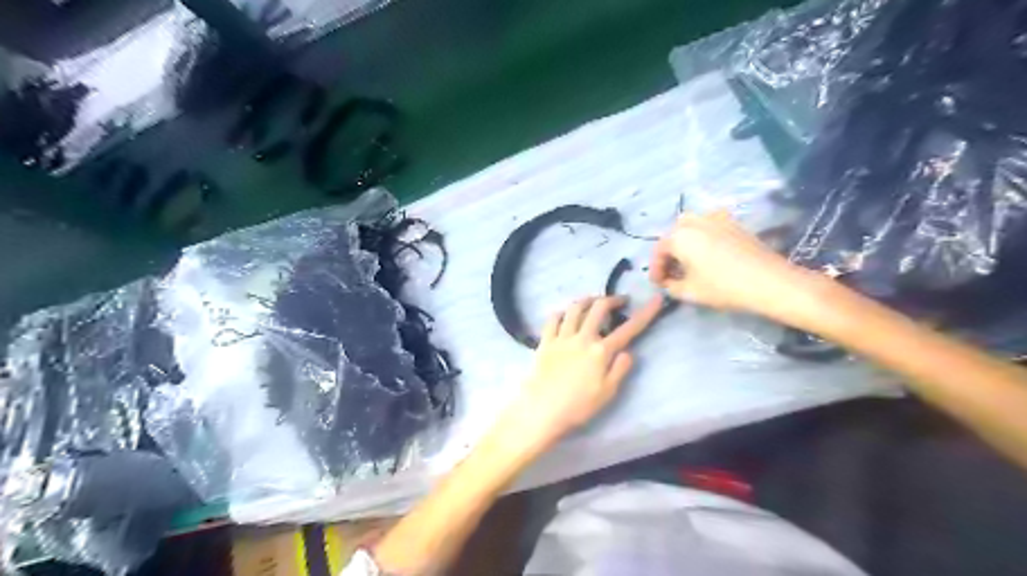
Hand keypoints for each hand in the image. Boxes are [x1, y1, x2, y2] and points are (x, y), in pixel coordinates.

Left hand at [501, 297, 662, 454]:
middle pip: (599, 308)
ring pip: (575, 308)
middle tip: (619, 301)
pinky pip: (553, 318)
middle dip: (612, 300)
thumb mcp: (608, 393)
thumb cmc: (578, 406)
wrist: (542, 410)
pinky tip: (565, 314)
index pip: (628, 329)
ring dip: (587, 300)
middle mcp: (582, 338)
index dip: (645, 313)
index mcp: (601, 351)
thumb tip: (628, 351)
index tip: (656, 299)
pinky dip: (562, 312)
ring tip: (593, 301)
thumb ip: (620, 369)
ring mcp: (562, 337)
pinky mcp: (545, 341)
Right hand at [654, 214, 829, 323]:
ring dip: (684, 241)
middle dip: (669, 252)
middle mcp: (694, 221)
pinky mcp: (733, 223)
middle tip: (671, 271)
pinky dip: (701, 237)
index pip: (659, 250)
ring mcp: (716, 218)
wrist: (768, 281)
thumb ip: (671, 286)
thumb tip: (668, 281)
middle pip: (673, 233)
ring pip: (690, 225)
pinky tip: (707, 255)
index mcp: (679, 236)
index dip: (656, 269)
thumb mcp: (689, 292)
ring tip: (688, 261)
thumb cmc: (723, 287)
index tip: (658, 284)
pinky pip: (708, 226)